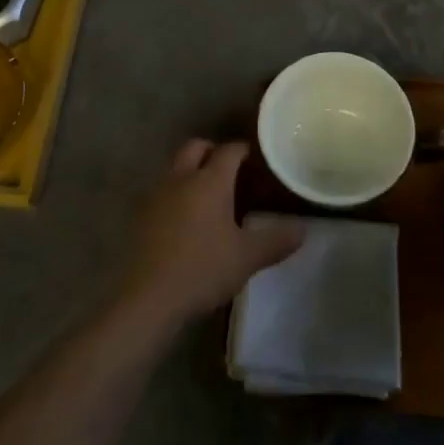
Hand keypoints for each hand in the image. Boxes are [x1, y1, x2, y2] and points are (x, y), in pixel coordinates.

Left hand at [115, 139, 304, 335]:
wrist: (149, 297)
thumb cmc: (203, 269)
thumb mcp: (247, 258)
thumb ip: (276, 241)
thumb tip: (303, 229)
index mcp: (210, 181)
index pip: (229, 151)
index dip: (242, 150)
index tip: (254, 158)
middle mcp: (181, 178)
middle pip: (195, 147)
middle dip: (211, 151)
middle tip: (228, 169)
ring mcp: (156, 194)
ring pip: (174, 166)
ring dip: (190, 170)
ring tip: (206, 193)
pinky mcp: (140, 214)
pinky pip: (161, 189)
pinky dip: (174, 192)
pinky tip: (183, 217)